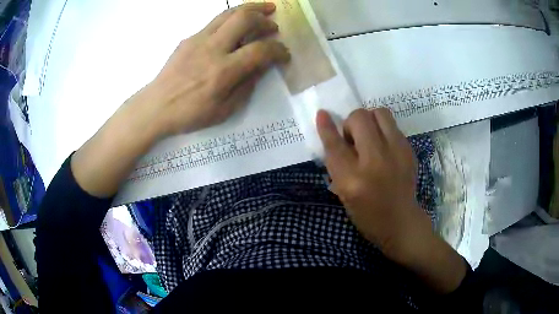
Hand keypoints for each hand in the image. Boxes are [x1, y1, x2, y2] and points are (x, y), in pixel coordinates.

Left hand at [143, 2, 289, 135]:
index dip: (278, 50)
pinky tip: (235, 27)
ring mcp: (198, 39)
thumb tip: (261, 67)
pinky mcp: (189, 38)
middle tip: (274, 23)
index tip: (284, 54)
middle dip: (264, 17)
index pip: (260, 50)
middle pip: (244, 19)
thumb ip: (246, 86)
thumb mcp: (224, 110)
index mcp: (223, 71)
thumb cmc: (189, 114)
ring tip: (264, 9)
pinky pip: (215, 21)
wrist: (156, 106)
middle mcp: (212, 48)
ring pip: (228, 13)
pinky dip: (231, 19)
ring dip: (250, 9)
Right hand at [316, 108, 428, 258]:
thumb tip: (336, 135)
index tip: (322, 113)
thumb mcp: (344, 193)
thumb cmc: (367, 213)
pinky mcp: (409, 150)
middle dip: (351, 122)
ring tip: (370, 136)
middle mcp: (374, 161)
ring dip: (370, 120)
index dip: (327, 127)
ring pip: (380, 113)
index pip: (335, 144)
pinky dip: (383, 130)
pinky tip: (384, 146)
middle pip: (359, 118)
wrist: (401, 222)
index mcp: (352, 179)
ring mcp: (396, 153)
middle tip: (354, 138)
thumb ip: (338, 164)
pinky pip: (393, 125)